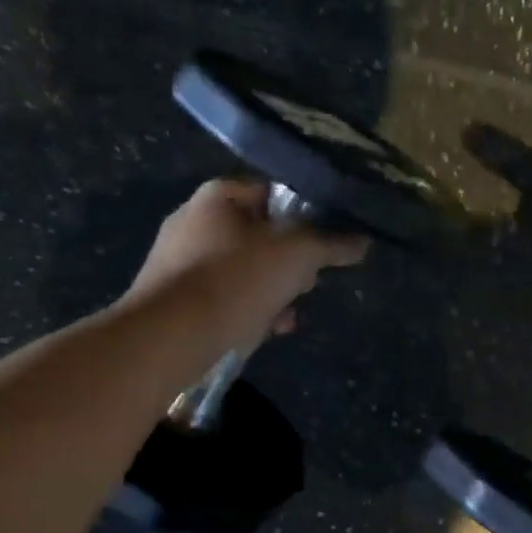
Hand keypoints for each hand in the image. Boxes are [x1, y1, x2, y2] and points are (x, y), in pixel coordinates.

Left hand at [124, 180, 367, 347]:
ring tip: (287, 316)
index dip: (305, 219)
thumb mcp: (296, 256)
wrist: (168, 337)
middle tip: (306, 285)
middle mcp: (194, 221)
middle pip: (261, 237)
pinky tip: (264, 332)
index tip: (323, 247)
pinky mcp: (174, 299)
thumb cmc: (234, 281)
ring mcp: (179, 261)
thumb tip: (363, 241)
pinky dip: (246, 311)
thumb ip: (331, 245)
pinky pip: (223, 298)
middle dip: (290, 265)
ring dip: (273, 293)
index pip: (274, 195)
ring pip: (244, 271)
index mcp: (218, 197)